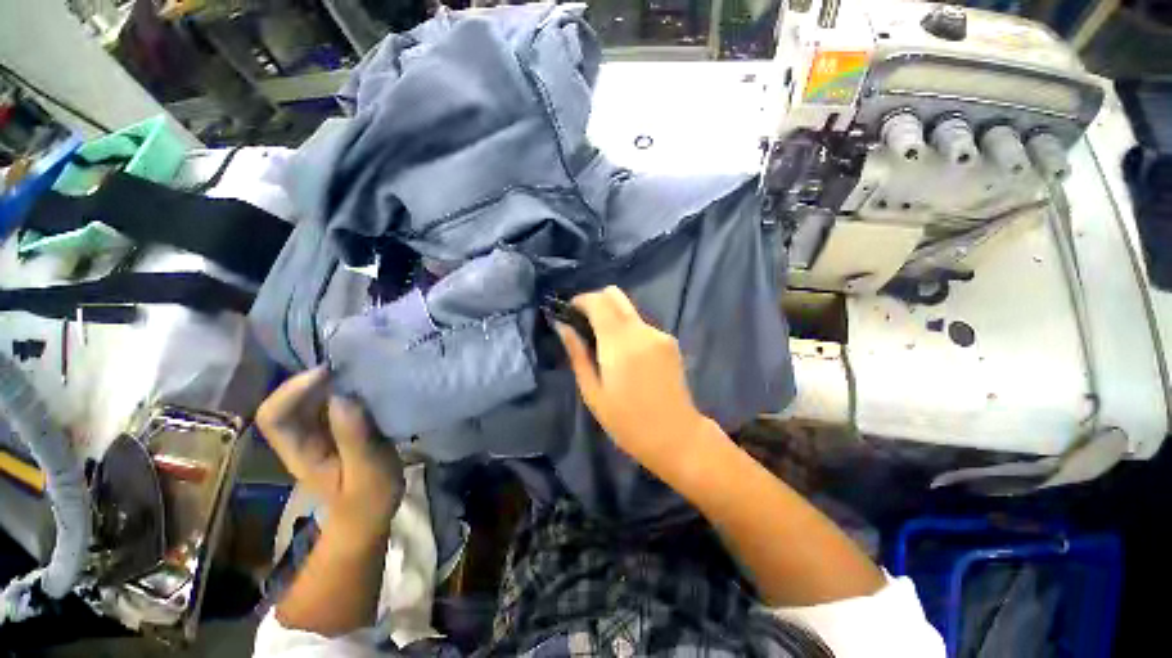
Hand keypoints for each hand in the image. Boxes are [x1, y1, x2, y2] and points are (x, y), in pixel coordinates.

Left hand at [257, 368, 404, 545]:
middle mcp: (300, 437)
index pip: (274, 416)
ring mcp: (316, 433)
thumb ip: (355, 438)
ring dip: (331, 380)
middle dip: (314, 379)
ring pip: (309, 397)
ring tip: (363, 370)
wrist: (370, 515)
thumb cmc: (370, 498)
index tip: (329, 373)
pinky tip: (367, 385)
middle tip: (353, 365)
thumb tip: (344, 397)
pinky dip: (345, 388)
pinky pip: (330, 401)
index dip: (292, 390)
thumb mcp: (368, 470)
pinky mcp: (334, 429)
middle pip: (288, 400)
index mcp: (300, 452)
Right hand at [556, 286, 713, 478]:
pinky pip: (641, 325)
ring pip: (628, 310)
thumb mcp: (593, 393)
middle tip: (583, 324)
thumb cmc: (628, 422)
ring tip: (603, 345)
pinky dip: (627, 330)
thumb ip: (577, 354)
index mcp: (620, 344)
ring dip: (611, 317)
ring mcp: (659, 334)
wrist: (677, 436)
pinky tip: (626, 356)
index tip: (569, 312)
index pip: (598, 301)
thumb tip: (562, 327)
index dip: (580, 300)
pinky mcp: (670, 341)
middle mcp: (642, 330)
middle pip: (615, 295)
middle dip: (595, 302)